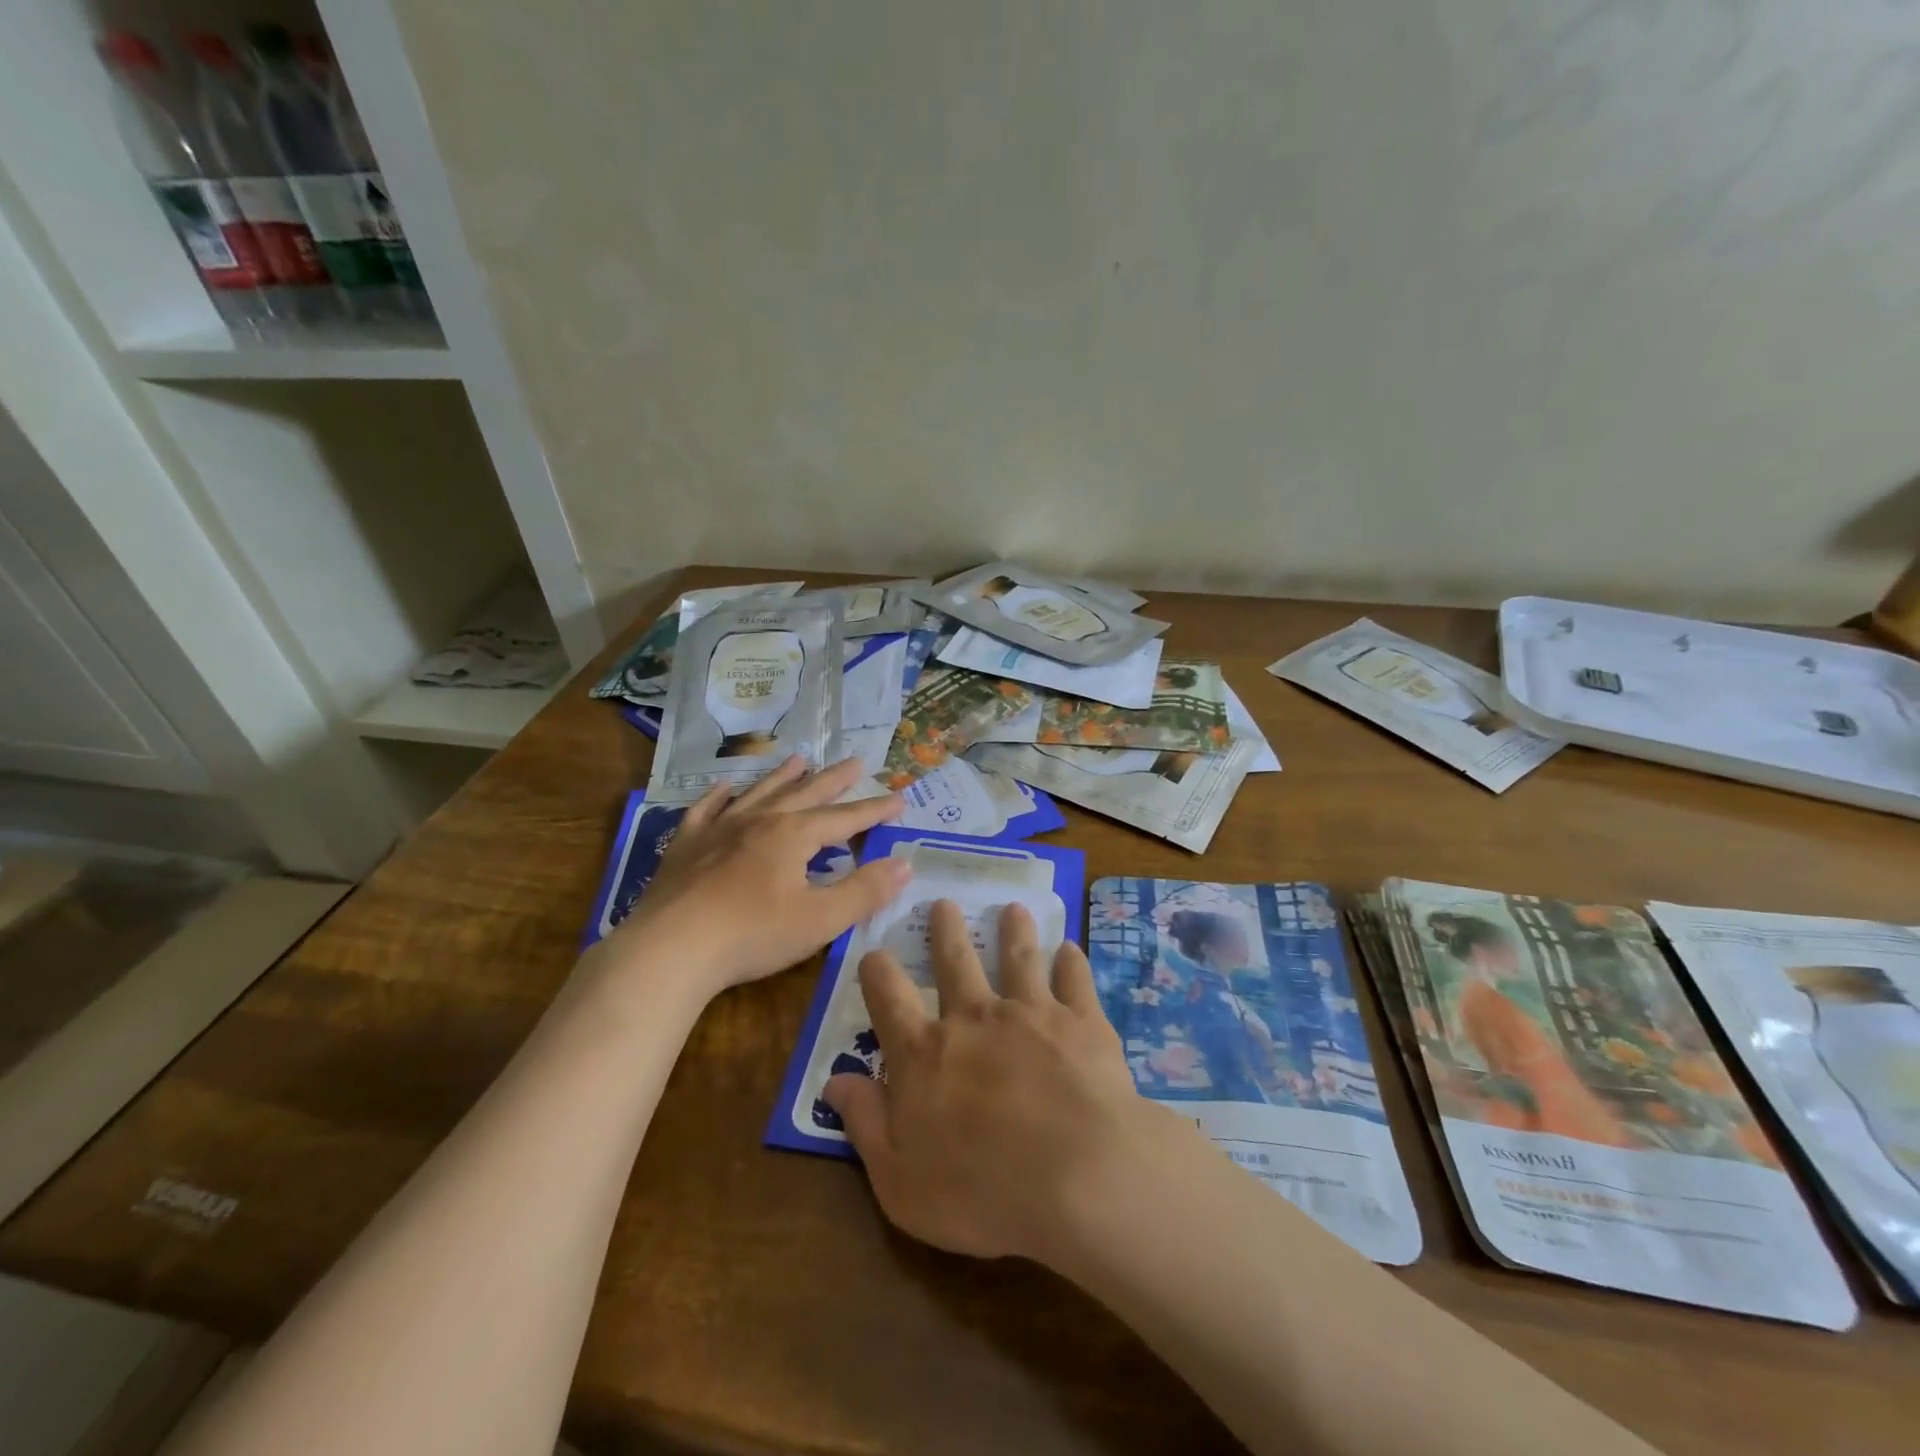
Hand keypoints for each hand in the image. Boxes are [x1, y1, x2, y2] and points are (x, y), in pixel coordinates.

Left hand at [615, 756, 908, 997]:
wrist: (670, 950)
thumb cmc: (752, 935)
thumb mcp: (821, 920)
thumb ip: (865, 891)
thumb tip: (904, 864)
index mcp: (793, 835)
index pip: (845, 818)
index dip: (875, 810)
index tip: (899, 798)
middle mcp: (759, 821)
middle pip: (805, 793)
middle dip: (835, 780)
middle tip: (856, 762)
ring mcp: (718, 829)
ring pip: (758, 793)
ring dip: (782, 777)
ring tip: (800, 760)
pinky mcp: (685, 846)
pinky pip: (706, 810)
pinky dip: (719, 796)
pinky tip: (724, 788)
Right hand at [823, 900, 1161, 1264]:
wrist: (1078, 1176)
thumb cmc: (980, 1192)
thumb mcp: (899, 1179)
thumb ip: (865, 1123)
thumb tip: (834, 1080)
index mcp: (926, 1052)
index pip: (889, 999)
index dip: (877, 972)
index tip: (874, 952)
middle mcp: (975, 1018)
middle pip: (955, 961)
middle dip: (946, 931)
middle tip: (945, 903)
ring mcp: (1031, 1013)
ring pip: (1018, 958)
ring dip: (1013, 932)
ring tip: (1014, 910)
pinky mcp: (1081, 1021)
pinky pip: (1074, 980)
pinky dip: (1072, 963)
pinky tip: (1071, 950)